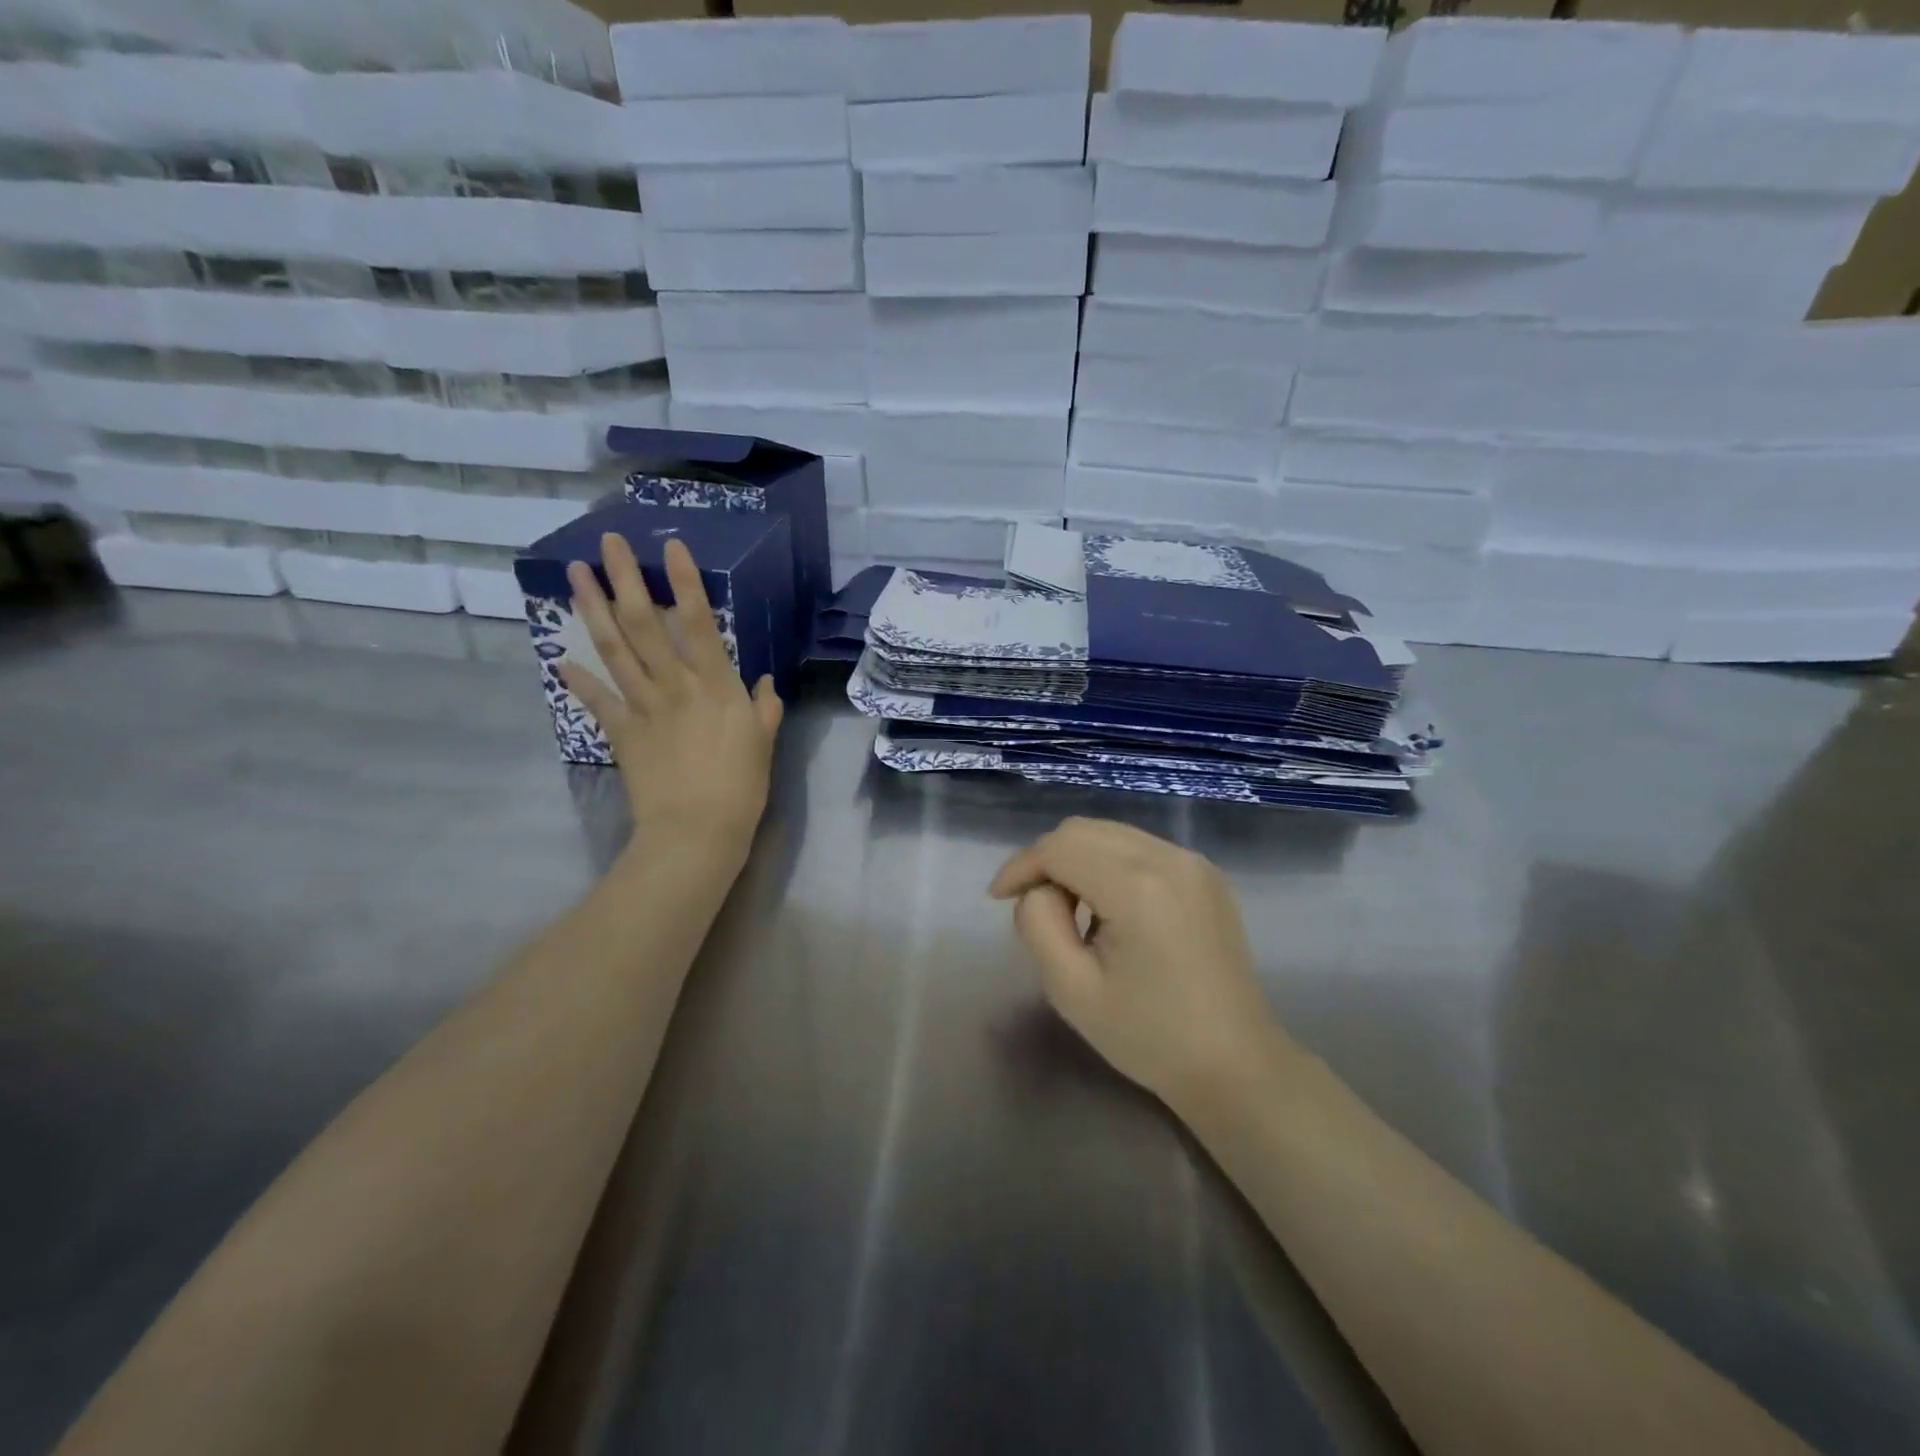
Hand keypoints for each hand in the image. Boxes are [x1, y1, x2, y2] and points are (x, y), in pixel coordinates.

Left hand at [557, 534, 782, 862]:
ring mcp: (643, 707)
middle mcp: (676, 685)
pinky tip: (560, 659)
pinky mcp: (622, 733)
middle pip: (644, 624)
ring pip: (614, 650)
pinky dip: (578, 680)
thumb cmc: (741, 787)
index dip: (685, 581)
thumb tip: (766, 683)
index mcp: (716, 685)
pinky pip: (597, 701)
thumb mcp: (764, 743)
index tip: (669, 546)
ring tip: (575, 576)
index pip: (700, 622)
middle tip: (605, 543)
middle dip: (624, 579)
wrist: (696, 831)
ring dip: (592, 610)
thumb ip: (765, 708)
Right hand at [990, 818, 1290, 1108]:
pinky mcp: (1205, 874)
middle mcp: (1169, 859)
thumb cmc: (1149, 1037)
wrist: (1236, 1065)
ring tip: (1069, 912)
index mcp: (1138, 887)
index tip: (998, 898)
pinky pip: (1139, 849)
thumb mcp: (1071, 990)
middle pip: (1083, 831)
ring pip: (1111, 834)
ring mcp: (1193, 863)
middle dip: (1046, 860)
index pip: (1059, 848)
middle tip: (1031, 906)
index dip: (1020, 866)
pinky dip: (1109, 865)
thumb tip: (1039, 890)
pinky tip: (1108, 909)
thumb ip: (1038, 925)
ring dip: (1077, 861)